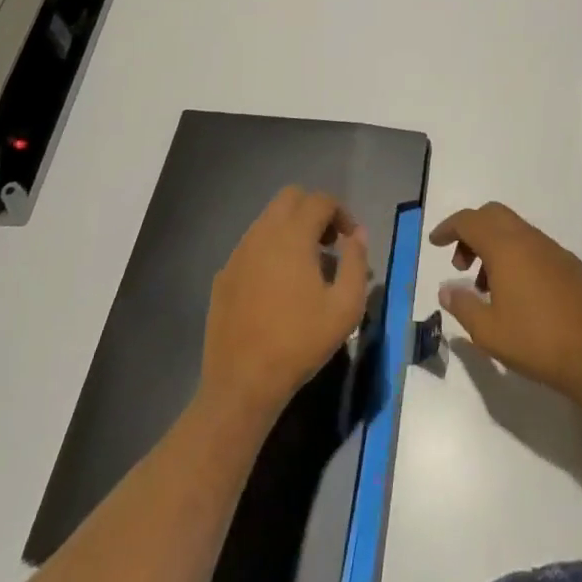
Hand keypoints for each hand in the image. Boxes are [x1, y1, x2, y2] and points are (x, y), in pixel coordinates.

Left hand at [201, 187, 369, 419]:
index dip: (341, 212)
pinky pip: (251, 246)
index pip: (320, 200)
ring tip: (305, 268)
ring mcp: (239, 252)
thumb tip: (358, 234)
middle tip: (328, 244)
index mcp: (292, 235)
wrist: (241, 384)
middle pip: (290, 198)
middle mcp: (262, 233)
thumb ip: (356, 262)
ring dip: (291, 230)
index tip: (350, 239)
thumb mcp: (345, 308)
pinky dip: (270, 251)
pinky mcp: (223, 274)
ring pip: (268, 220)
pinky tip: (277, 288)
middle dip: (313, 211)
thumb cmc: (299, 343)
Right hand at [431, 202, 581, 403]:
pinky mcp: (572, 265)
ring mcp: (553, 249)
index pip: (469, 221)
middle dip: (472, 232)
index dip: (448, 227)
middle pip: (493, 215)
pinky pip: (535, 247)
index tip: (435, 242)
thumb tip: (446, 289)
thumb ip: (462, 305)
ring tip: (488, 289)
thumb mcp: (489, 332)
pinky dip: (517, 258)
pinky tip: (520, 296)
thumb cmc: (537, 341)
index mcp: (505, 246)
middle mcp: (528, 238)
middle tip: (461, 265)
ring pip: (515, 231)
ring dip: (494, 247)